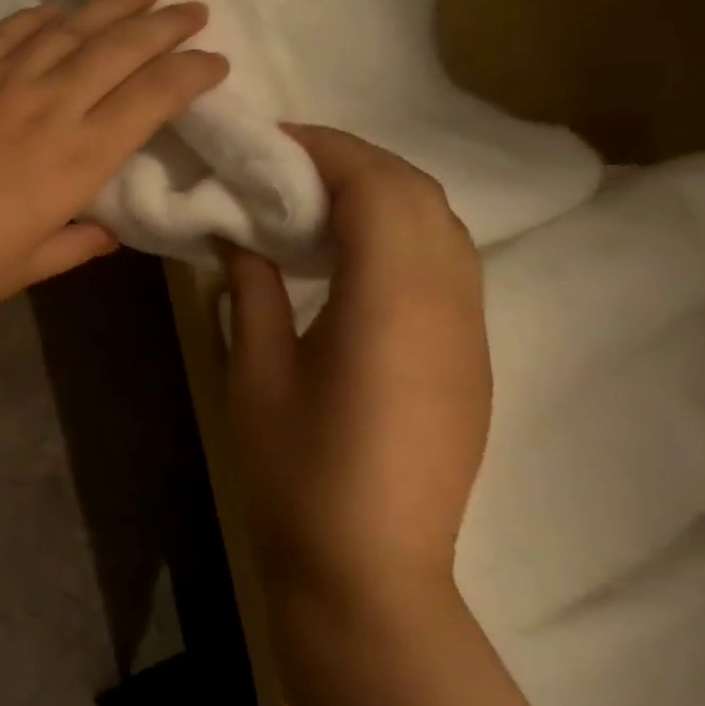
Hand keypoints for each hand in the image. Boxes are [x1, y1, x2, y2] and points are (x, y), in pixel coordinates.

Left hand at [0, 0, 226, 320]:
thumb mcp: (22, 269)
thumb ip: (73, 246)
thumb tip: (107, 232)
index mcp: (75, 161)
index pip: (151, 100)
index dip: (191, 74)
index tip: (214, 61)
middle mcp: (45, 109)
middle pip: (117, 51)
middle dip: (163, 26)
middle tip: (191, 9)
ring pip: (66, 31)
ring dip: (109, 7)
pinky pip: (3, 35)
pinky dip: (35, 18)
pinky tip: (54, 10)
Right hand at [224, 125, 490, 608]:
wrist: (367, 565)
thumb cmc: (294, 467)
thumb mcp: (255, 372)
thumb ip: (249, 290)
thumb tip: (236, 235)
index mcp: (390, 305)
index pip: (376, 190)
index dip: (325, 151)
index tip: (269, 140)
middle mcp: (448, 305)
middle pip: (420, 196)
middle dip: (354, 161)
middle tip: (282, 162)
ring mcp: (468, 332)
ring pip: (442, 226)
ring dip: (381, 192)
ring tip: (310, 197)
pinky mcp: (468, 357)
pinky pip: (447, 263)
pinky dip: (400, 231)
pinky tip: (346, 252)